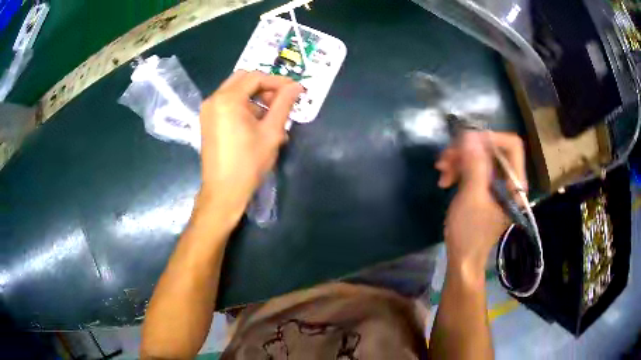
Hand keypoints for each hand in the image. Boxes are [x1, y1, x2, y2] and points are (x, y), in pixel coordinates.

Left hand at [197, 70, 303, 219]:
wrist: (223, 191)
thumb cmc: (248, 163)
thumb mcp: (271, 132)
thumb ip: (283, 104)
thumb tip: (296, 86)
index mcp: (227, 99)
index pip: (256, 77)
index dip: (277, 81)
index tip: (295, 90)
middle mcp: (214, 99)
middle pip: (243, 79)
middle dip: (264, 86)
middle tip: (281, 99)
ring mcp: (208, 110)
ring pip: (235, 91)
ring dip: (255, 96)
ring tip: (272, 115)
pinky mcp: (207, 121)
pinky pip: (227, 103)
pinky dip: (243, 106)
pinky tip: (256, 122)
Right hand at [435, 131, 526, 271]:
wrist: (462, 258)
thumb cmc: (469, 232)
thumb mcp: (471, 197)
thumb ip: (475, 164)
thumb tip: (470, 135)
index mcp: (514, 183)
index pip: (512, 145)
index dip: (490, 138)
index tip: (465, 143)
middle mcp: (509, 180)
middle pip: (492, 149)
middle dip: (467, 150)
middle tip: (445, 159)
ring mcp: (496, 184)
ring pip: (480, 157)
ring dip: (459, 160)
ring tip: (442, 171)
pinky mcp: (485, 188)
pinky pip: (474, 168)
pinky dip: (459, 169)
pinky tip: (445, 179)